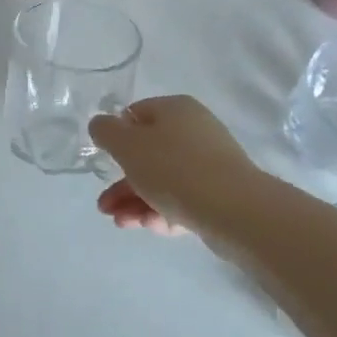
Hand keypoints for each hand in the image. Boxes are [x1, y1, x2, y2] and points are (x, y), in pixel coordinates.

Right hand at [89, 95, 258, 235]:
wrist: (234, 209)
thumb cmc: (174, 168)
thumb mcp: (128, 146)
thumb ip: (107, 132)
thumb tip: (101, 124)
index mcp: (175, 109)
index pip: (138, 114)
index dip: (117, 136)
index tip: (105, 160)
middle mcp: (195, 130)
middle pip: (150, 153)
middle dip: (123, 181)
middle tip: (104, 206)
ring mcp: (210, 163)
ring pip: (165, 180)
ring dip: (137, 200)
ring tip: (121, 223)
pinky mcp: (220, 194)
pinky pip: (184, 199)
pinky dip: (163, 211)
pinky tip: (150, 227)